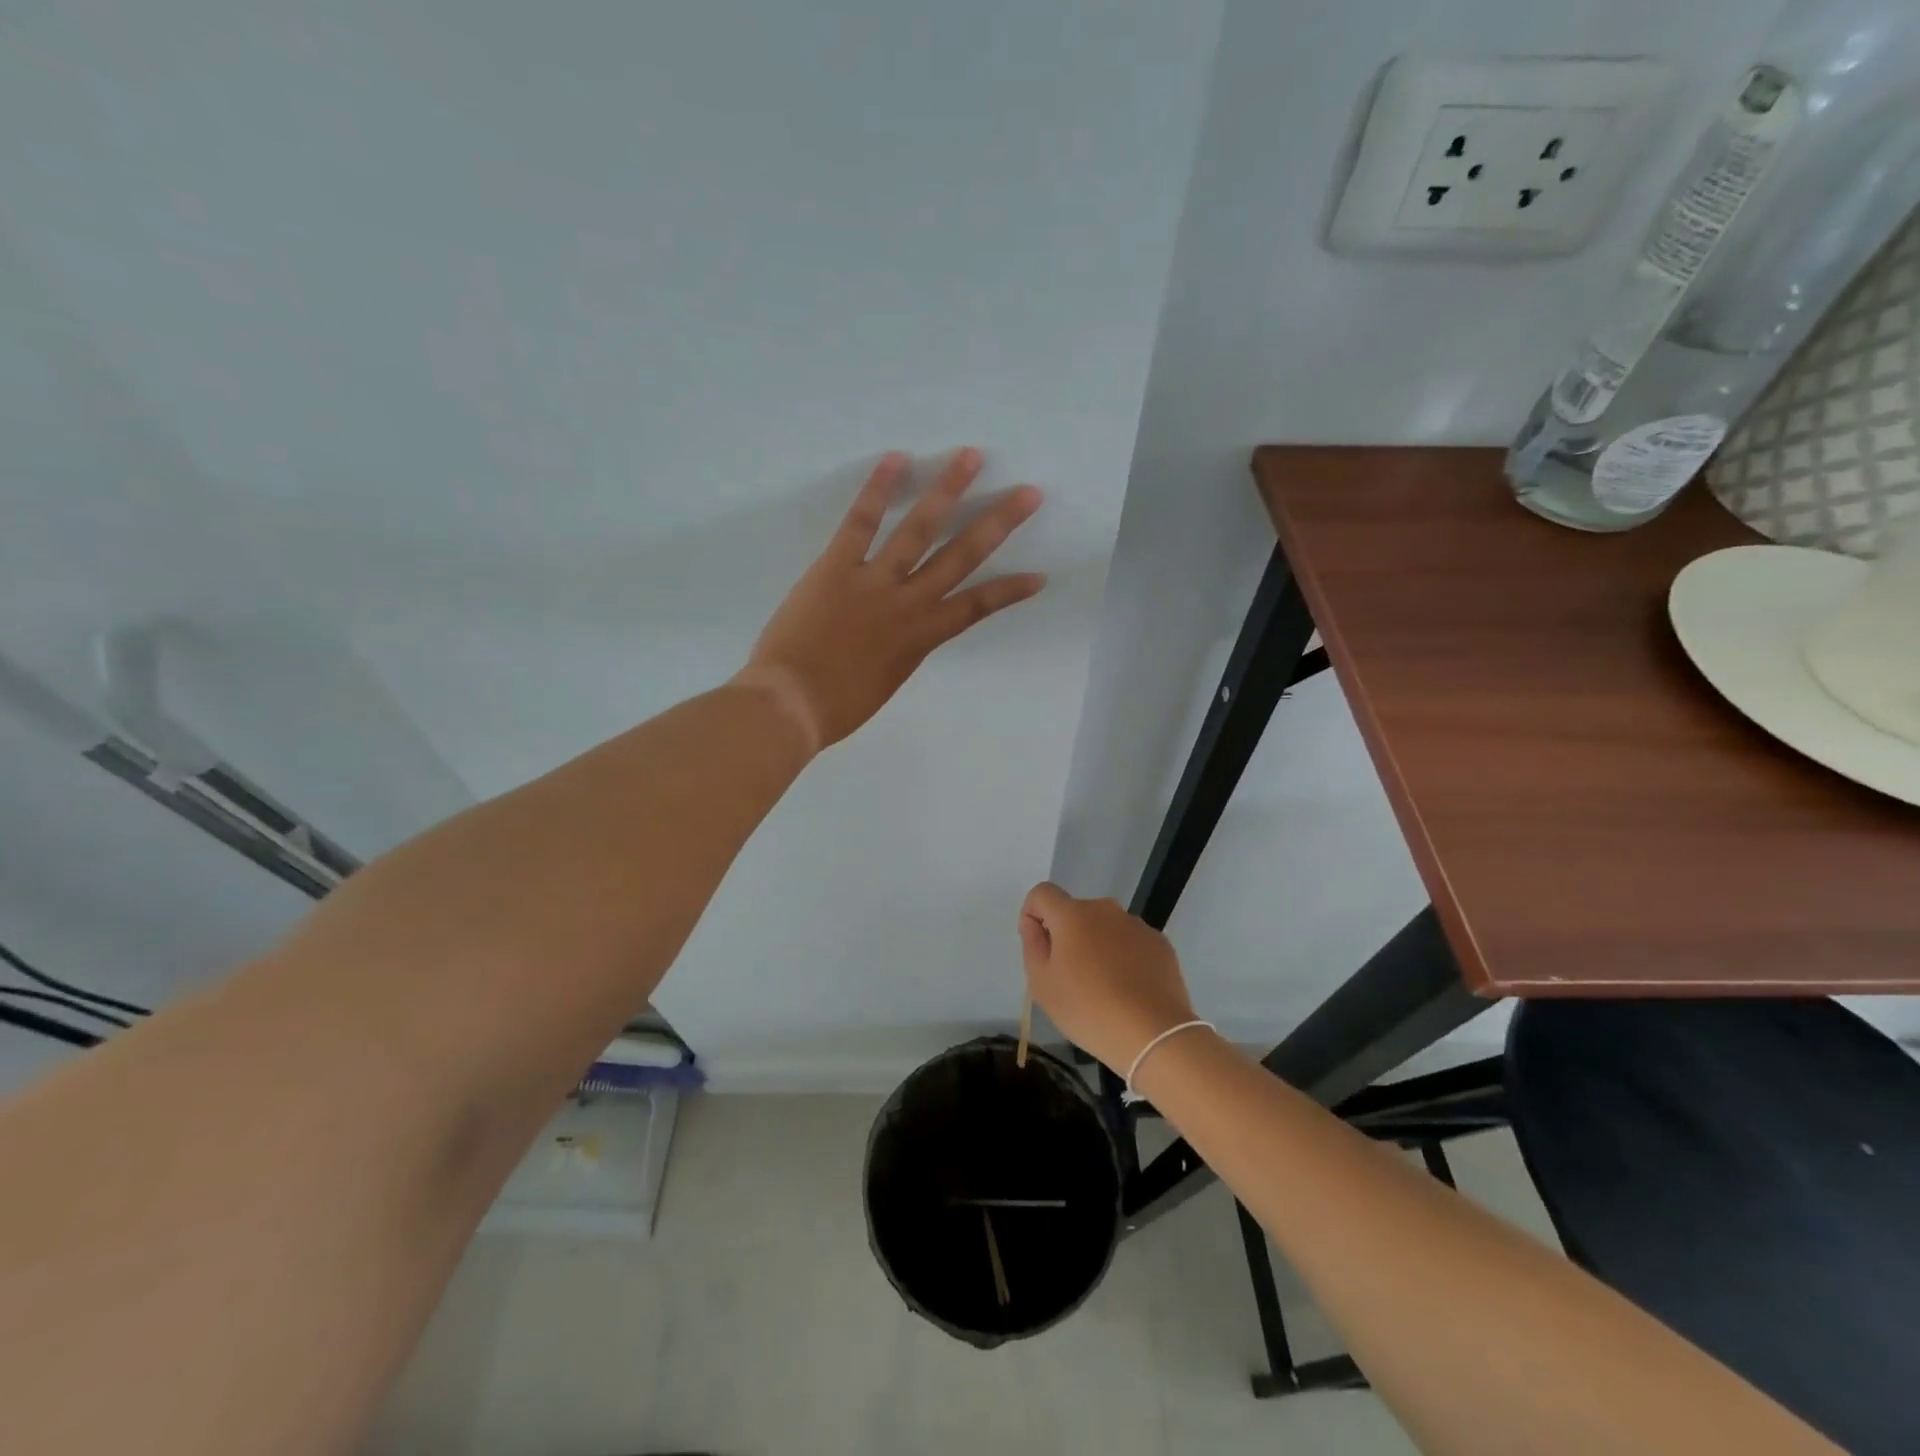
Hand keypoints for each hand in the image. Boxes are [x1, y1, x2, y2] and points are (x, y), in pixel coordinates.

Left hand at [741, 449, 1044, 749]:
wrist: (790, 705)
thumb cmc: (837, 707)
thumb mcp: (886, 681)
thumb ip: (902, 649)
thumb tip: (906, 629)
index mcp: (921, 638)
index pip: (976, 607)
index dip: (1009, 591)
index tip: (1038, 575)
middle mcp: (908, 603)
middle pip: (961, 556)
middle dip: (998, 523)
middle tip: (1028, 493)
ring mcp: (874, 581)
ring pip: (919, 529)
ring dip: (948, 490)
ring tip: (970, 456)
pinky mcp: (836, 567)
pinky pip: (861, 523)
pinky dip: (878, 490)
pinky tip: (896, 458)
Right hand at [1018, 882, 1197, 1074]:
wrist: (1153, 1035)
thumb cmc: (1088, 1009)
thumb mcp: (1042, 984)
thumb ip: (1032, 944)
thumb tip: (1035, 923)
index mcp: (1073, 915)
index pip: (1043, 893)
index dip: (1033, 913)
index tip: (1038, 945)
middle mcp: (1106, 910)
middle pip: (1076, 913)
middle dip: (1068, 936)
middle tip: (1070, 977)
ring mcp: (1137, 925)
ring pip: (1105, 928)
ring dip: (1098, 946)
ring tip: (1104, 988)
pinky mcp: (1160, 944)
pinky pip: (1131, 943)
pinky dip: (1125, 958)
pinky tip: (1129, 990)